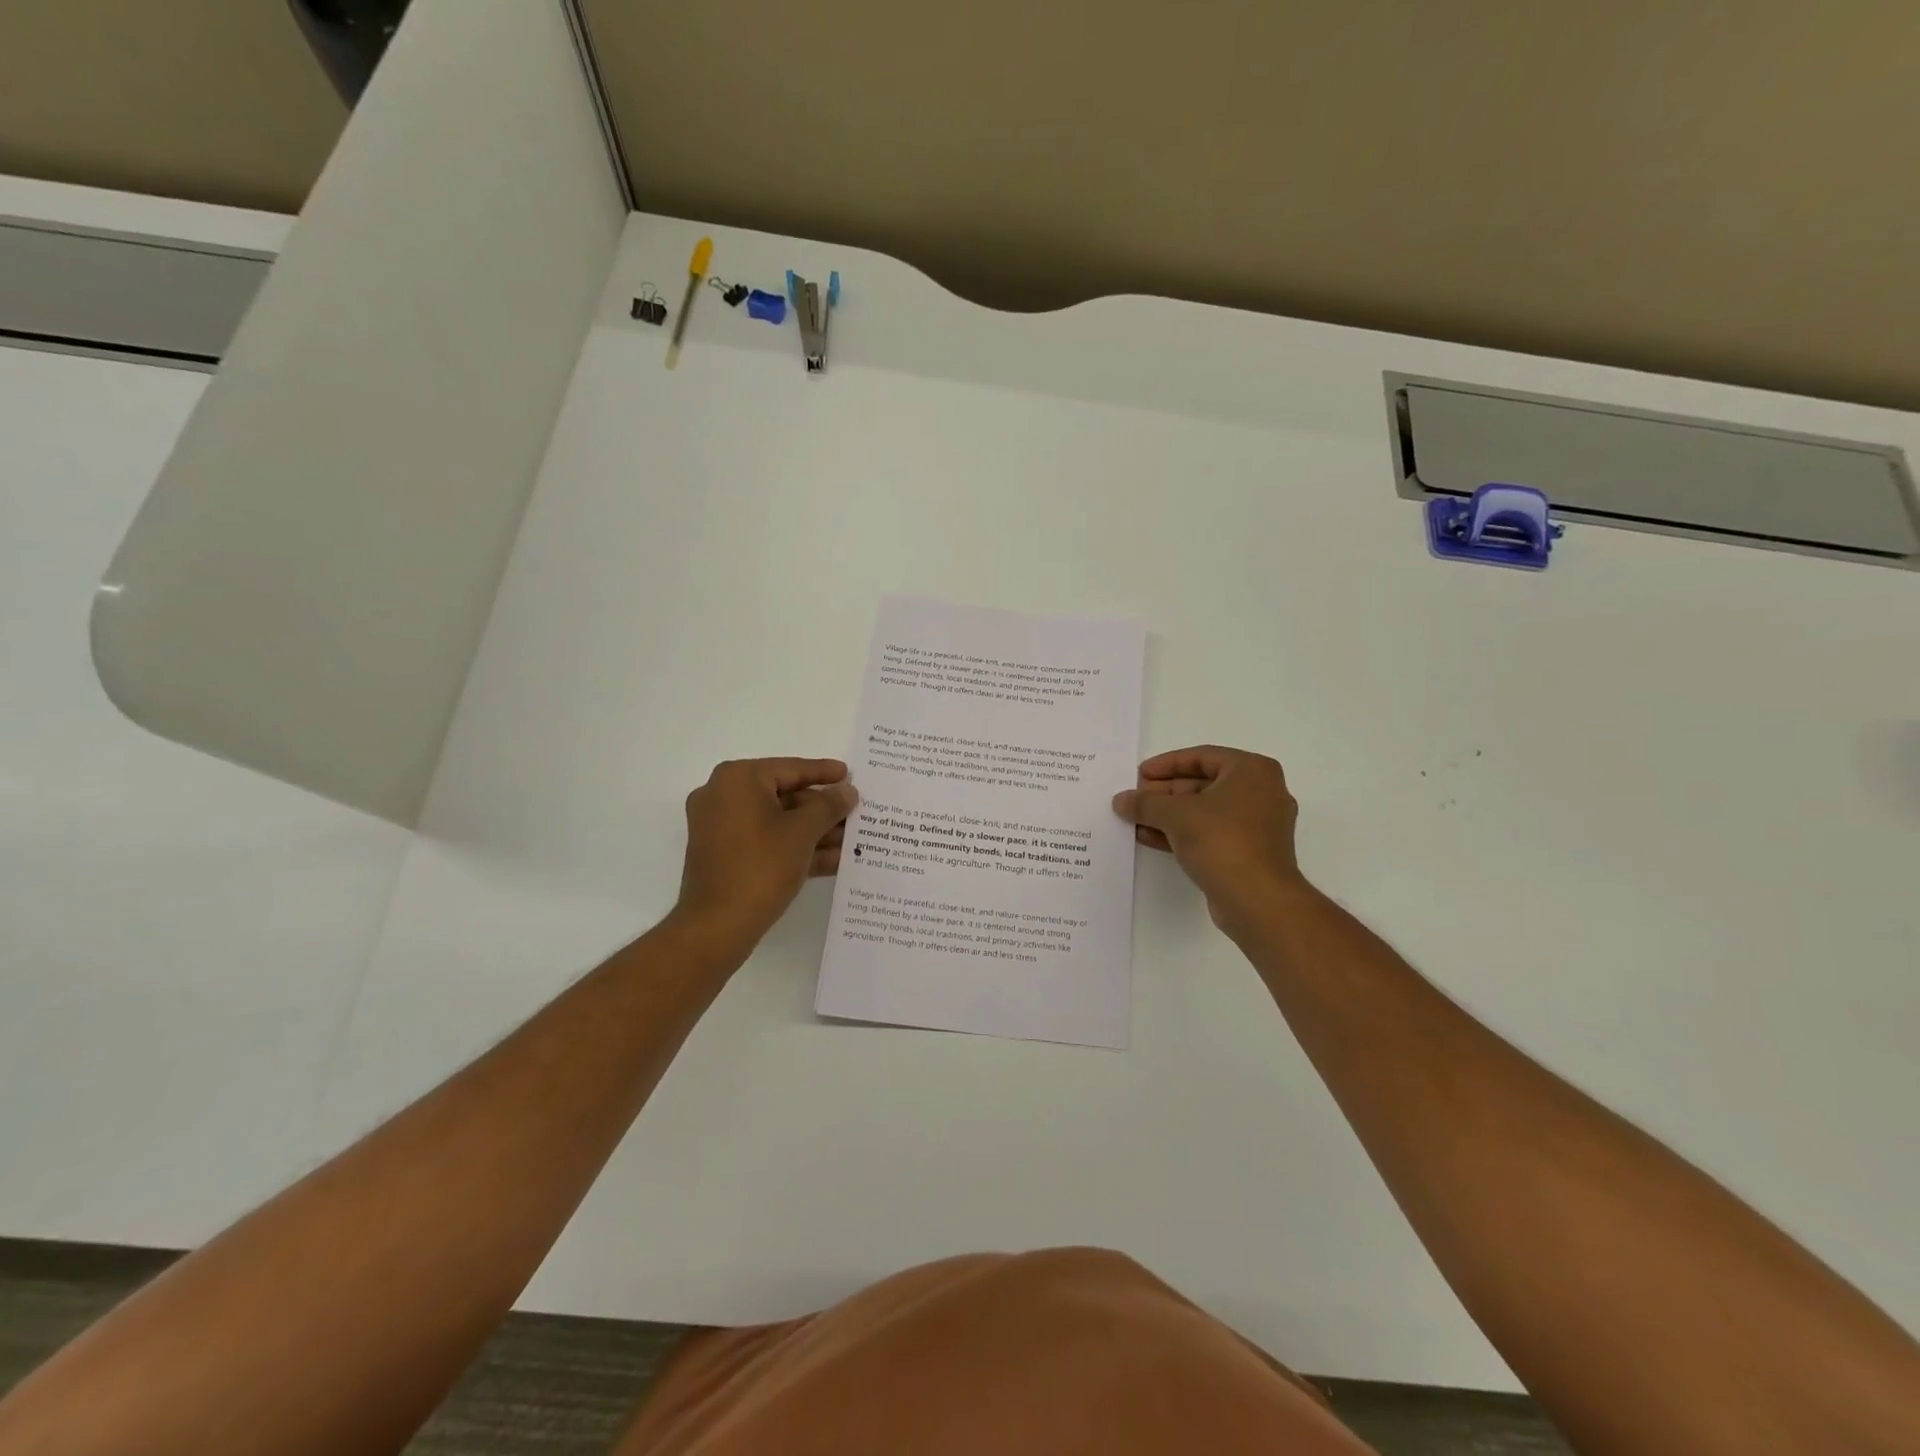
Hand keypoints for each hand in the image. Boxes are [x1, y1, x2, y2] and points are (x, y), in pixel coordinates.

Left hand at [674, 758, 859, 952]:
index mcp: (738, 780)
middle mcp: (723, 796)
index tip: (849, 774)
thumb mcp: (803, 832)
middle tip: (855, 813)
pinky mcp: (724, 856)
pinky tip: (834, 861)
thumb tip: (847, 791)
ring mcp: (721, 828)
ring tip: (853, 840)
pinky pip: (766, 842)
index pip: (790, 769)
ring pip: (778, 822)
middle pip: (784, 795)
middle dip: (822, 810)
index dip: (824, 772)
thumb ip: (829, 806)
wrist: (717, 927)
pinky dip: (796, 848)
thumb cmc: (761, 867)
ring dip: (815, 832)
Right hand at [1112, 745, 1304, 935]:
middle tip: (1134, 799)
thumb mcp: (1176, 815)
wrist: (1258, 900)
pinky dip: (1182, 832)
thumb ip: (1145, 803)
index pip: (1201, 757)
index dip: (1165, 764)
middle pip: (1202, 784)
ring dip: (1168, 815)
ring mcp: (1257, 824)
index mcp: (1252, 771)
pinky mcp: (1249, 852)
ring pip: (1205, 811)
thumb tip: (1121, 800)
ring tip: (1134, 819)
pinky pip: (1210, 832)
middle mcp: (1261, 792)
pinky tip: (1149, 837)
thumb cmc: (1222, 841)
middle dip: (1164, 792)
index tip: (1138, 775)